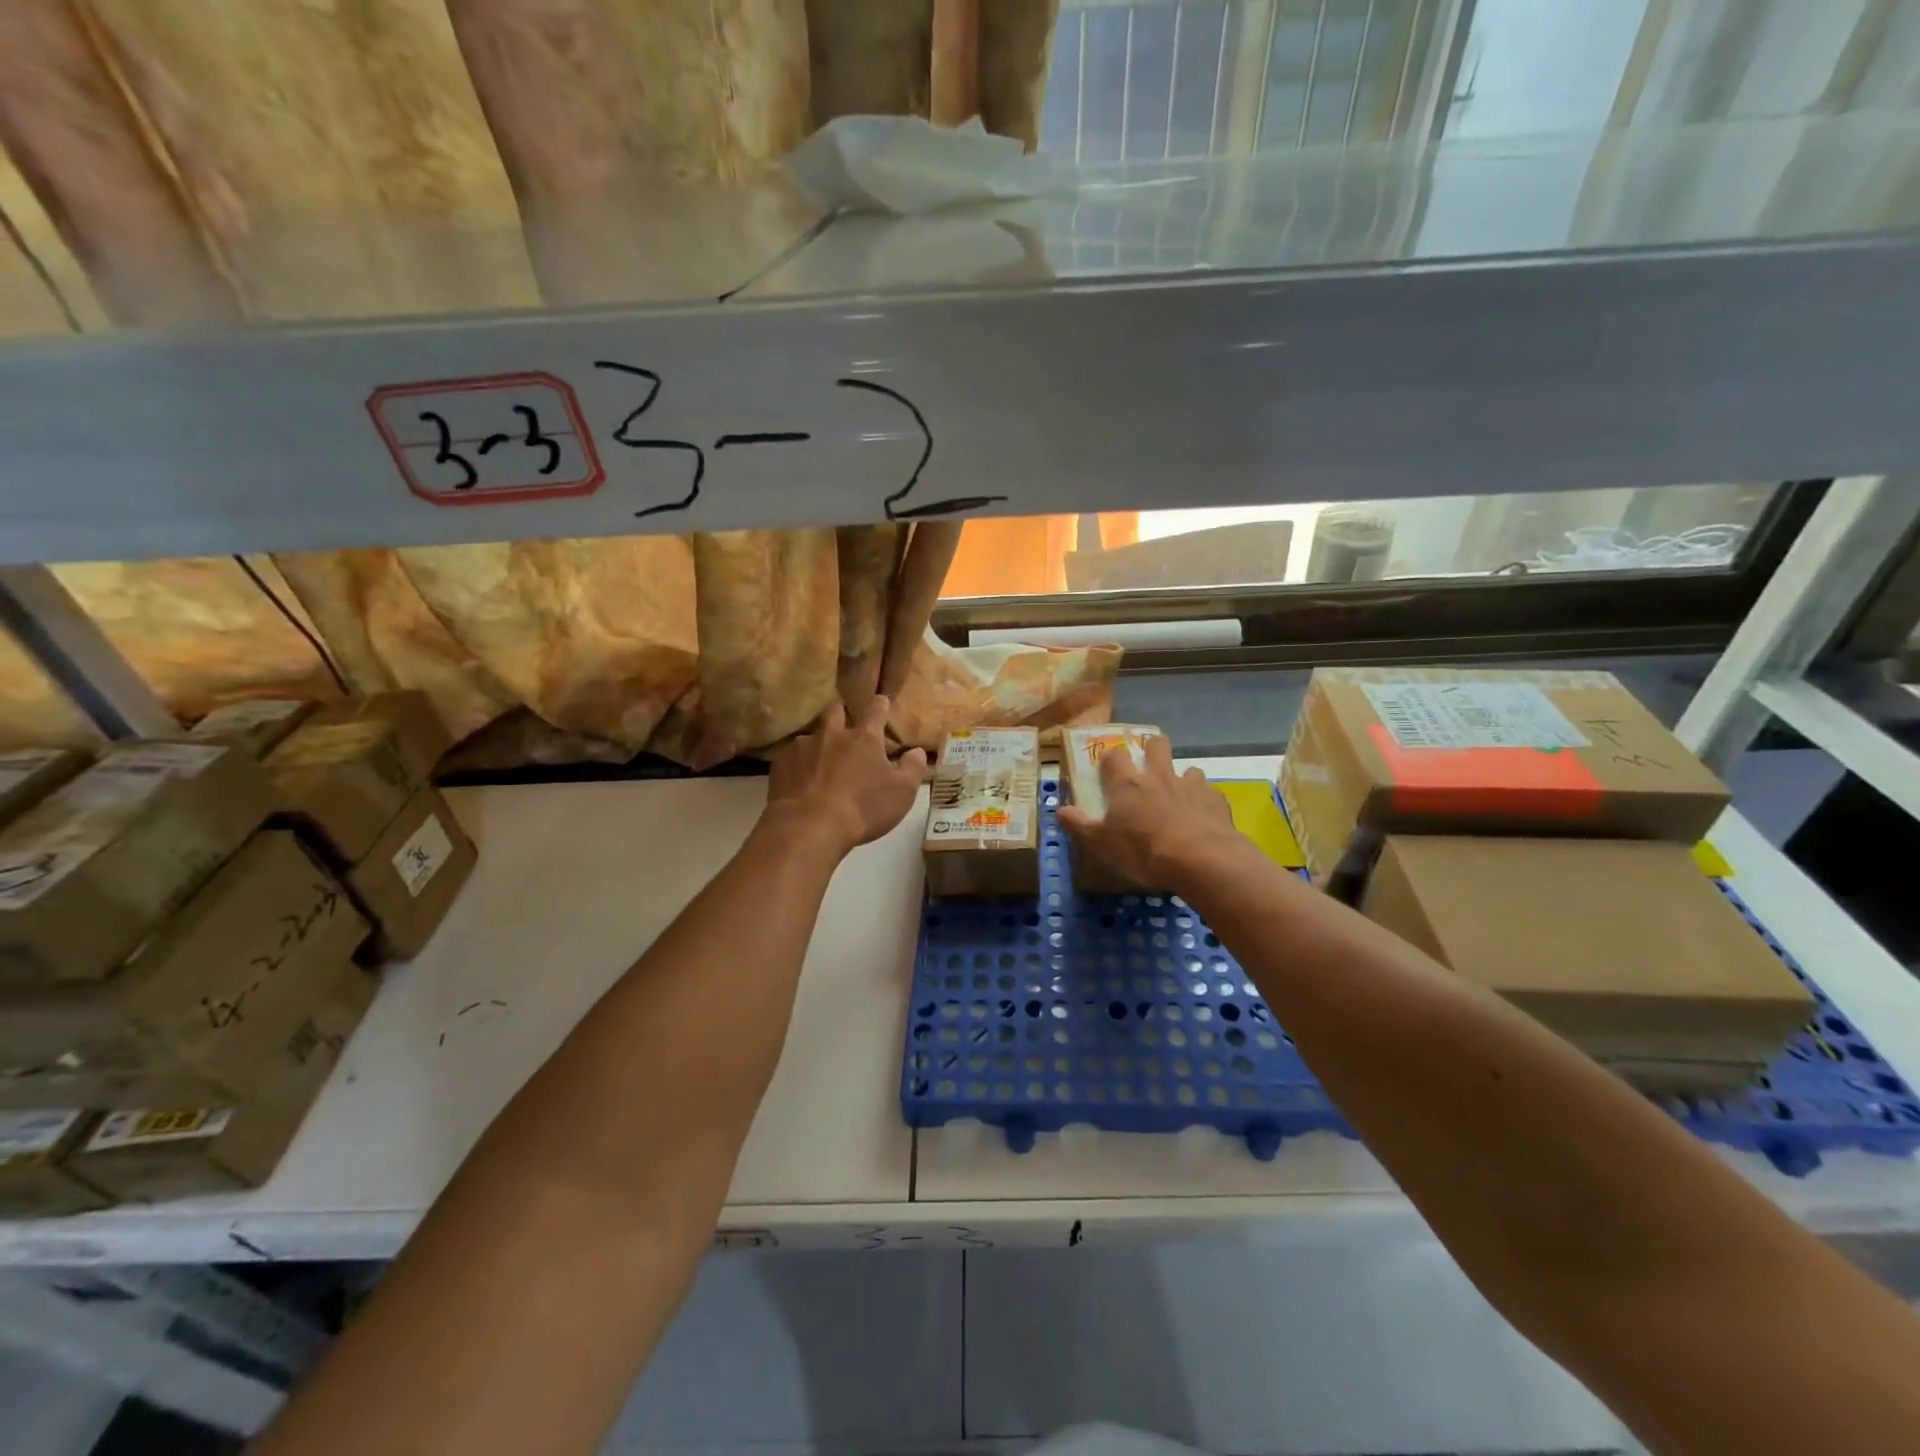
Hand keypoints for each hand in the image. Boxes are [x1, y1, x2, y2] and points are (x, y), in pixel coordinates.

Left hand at [763, 697, 928, 856]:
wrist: (808, 827)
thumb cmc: (863, 809)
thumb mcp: (901, 793)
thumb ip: (913, 768)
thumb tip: (917, 751)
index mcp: (865, 738)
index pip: (876, 710)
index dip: (880, 705)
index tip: (881, 702)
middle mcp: (832, 733)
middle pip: (836, 711)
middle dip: (842, 714)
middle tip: (845, 725)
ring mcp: (803, 746)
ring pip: (812, 735)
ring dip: (819, 744)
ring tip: (820, 762)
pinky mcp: (781, 763)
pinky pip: (792, 757)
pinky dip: (799, 764)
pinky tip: (801, 781)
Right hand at [1058, 735, 1241, 888]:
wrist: (1200, 860)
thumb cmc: (1143, 851)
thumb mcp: (1101, 844)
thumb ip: (1079, 825)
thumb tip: (1060, 810)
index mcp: (1127, 784)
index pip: (1114, 756)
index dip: (1110, 759)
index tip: (1108, 767)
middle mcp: (1158, 776)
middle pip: (1156, 745)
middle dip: (1152, 748)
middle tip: (1149, 763)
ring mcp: (1190, 785)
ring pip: (1187, 768)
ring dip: (1182, 778)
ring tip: (1179, 796)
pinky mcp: (1215, 800)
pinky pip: (1209, 792)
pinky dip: (1204, 801)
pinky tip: (1202, 817)